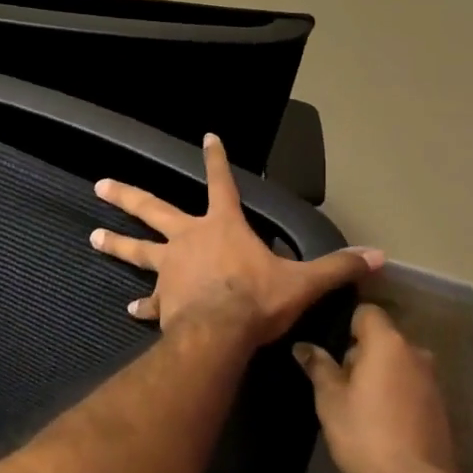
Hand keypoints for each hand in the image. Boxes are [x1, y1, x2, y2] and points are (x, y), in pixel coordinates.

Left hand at [90, 133, 383, 348]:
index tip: (208, 137)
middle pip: (153, 209)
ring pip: (137, 249)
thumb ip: (338, 267)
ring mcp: (170, 268)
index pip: (221, 183)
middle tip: (99, 184)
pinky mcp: (163, 299)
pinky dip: (142, 303)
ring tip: (92, 236)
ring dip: (115, 241)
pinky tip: (131, 308)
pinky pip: (150, 299)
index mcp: (222, 227)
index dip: (216, 159)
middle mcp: (189, 239)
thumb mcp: (303, 283)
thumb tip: (380, 257)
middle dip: (126, 195)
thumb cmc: (258, 300)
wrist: (221, 334)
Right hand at [293, 304, 456, 472]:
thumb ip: (319, 367)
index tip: (332, 350)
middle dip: (360, 354)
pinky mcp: (440, 404)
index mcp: (387, 343)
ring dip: (379, 375)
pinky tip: (381, 420)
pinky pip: (410, 384)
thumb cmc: (367, 434)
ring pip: (397, 363)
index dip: (347, 326)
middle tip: (339, 383)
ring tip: (359, 404)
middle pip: (381, 338)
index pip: (366, 312)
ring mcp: (432, 379)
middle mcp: (414, 352)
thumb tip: (303, 346)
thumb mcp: (331, 401)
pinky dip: (395, 393)